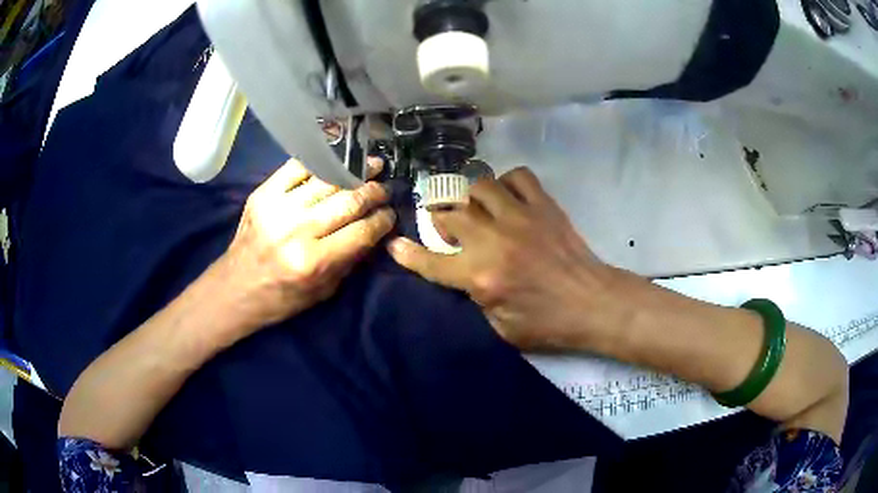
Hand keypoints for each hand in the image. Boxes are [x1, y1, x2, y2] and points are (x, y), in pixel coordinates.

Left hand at [217, 158, 394, 332]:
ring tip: (370, 166)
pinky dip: (321, 161)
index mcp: (313, 262)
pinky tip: (337, 160)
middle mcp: (297, 230)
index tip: (390, 214)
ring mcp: (277, 207)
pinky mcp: (263, 193)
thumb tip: (374, 230)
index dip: (383, 220)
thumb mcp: (324, 291)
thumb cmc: (282, 297)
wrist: (236, 288)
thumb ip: (350, 259)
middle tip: (384, 189)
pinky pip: (298, 167)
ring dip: (354, 171)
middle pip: (348, 201)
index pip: (362, 231)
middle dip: (373, 192)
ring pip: (327, 180)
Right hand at [388, 167, 620, 351]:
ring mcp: (520, 217)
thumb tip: (465, 274)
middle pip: (451, 214)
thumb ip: (476, 298)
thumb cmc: (548, 324)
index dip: (409, 254)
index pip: (432, 262)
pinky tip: (510, 198)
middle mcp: (494, 240)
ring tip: (479, 211)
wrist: (593, 304)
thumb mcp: (501, 328)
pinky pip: (518, 176)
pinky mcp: (543, 206)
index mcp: (481, 276)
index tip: (395, 245)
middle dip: (440, 219)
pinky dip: (508, 183)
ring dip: (472, 199)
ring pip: (479, 186)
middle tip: (446, 227)